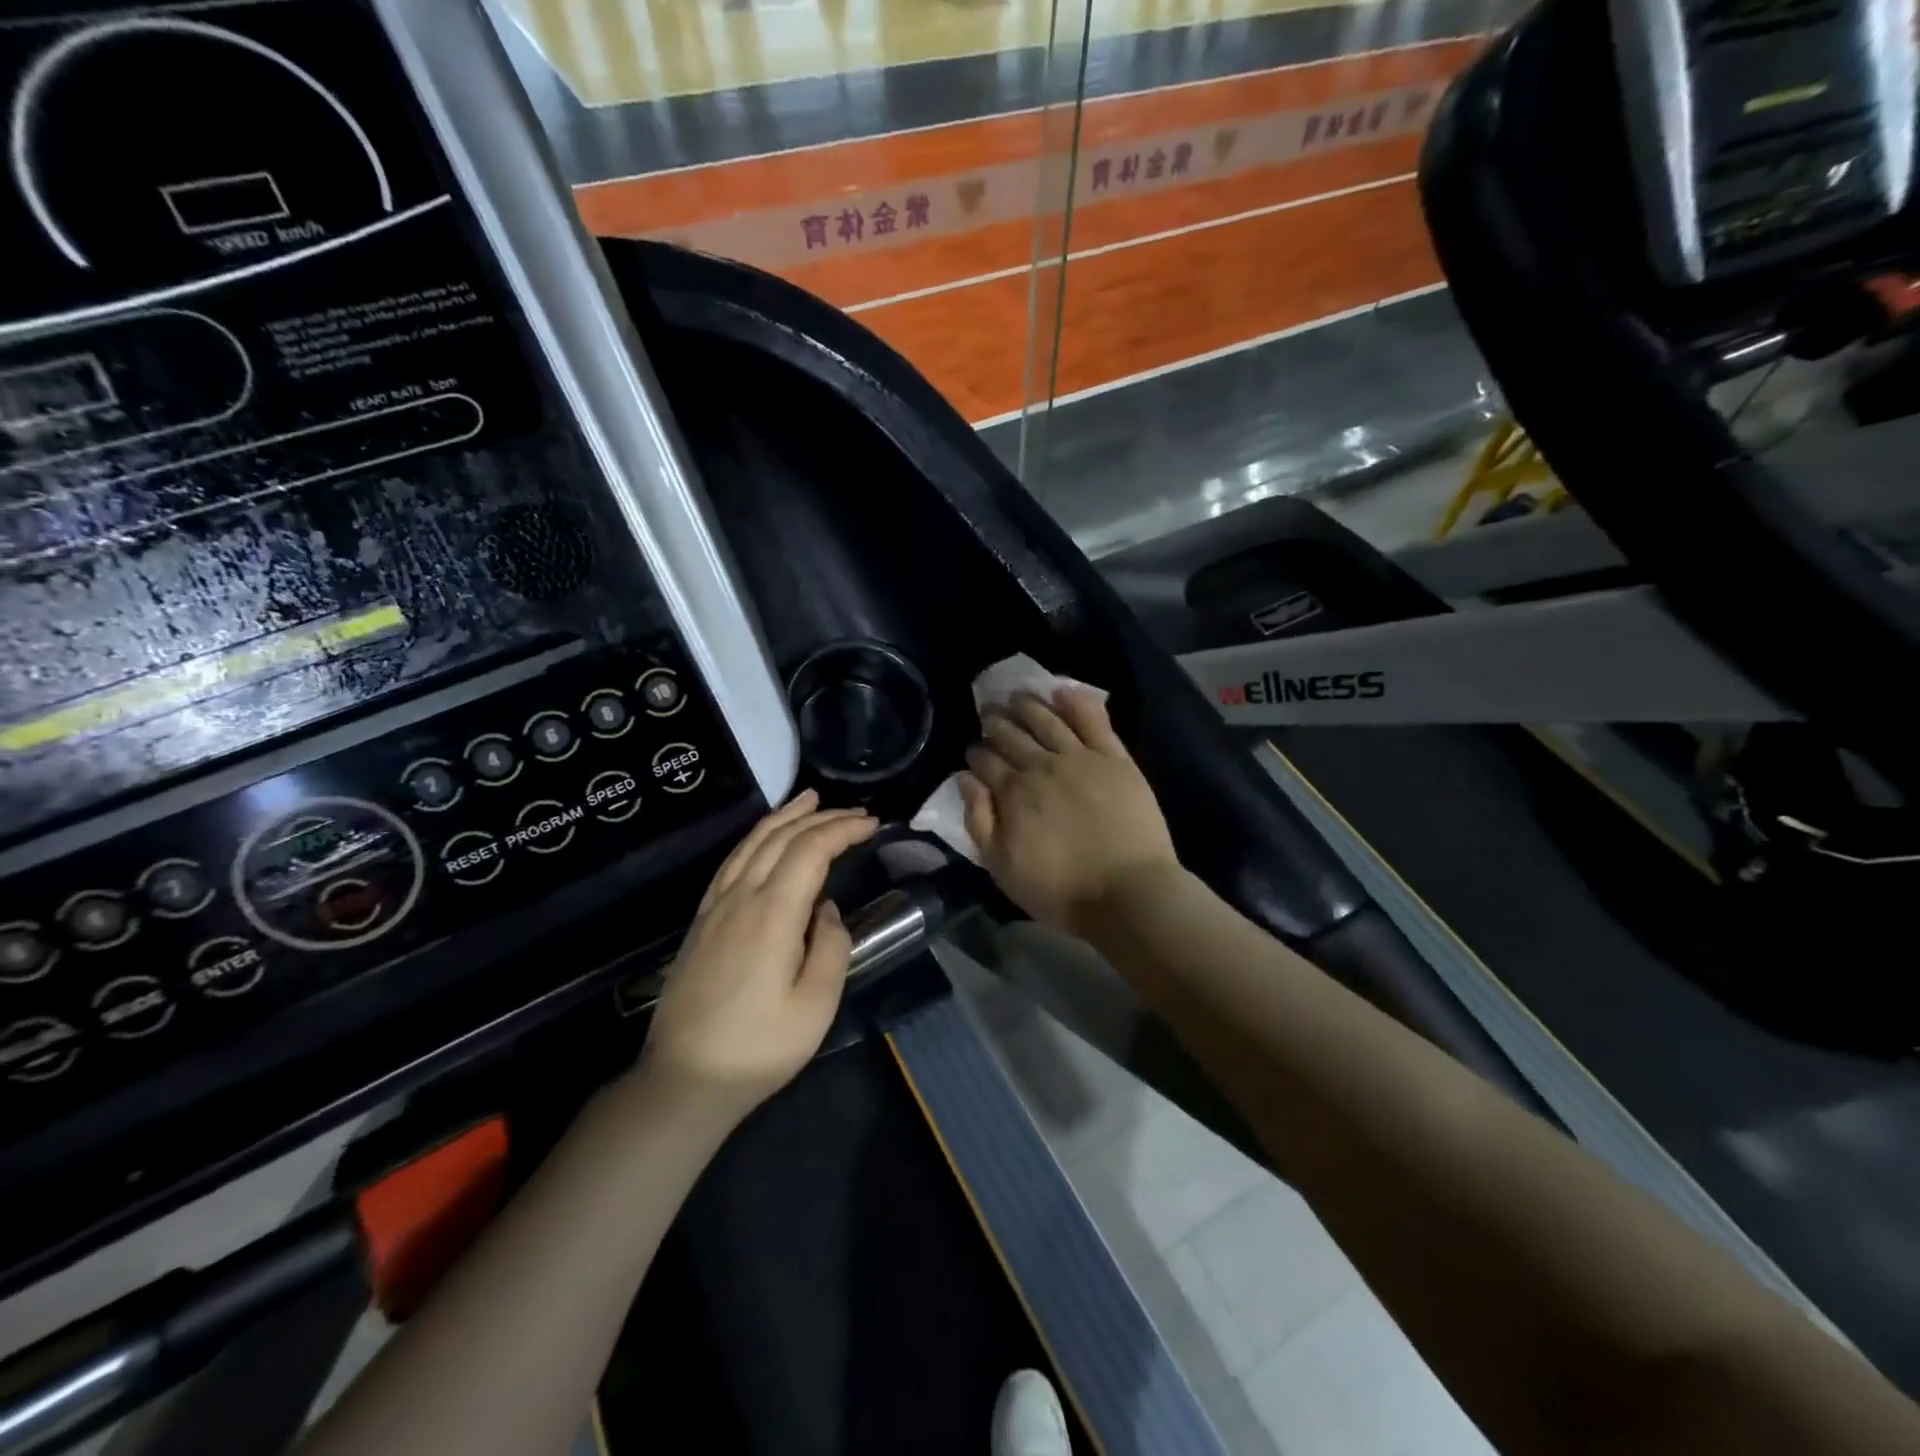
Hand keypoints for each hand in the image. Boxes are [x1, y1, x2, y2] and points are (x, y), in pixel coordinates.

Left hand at [641, 790, 876, 1120]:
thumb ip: (831, 947)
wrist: (684, 1080)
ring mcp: (715, 907)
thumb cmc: (759, 1048)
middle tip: (855, 811)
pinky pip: (732, 862)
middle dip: (821, 817)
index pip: (810, 850)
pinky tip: (765, 838)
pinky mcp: (701, 921)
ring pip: (752, 843)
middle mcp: (741, 897)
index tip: (873, 823)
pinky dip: (755, 837)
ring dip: (785, 817)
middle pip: (781, 838)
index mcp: (772, 914)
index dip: (843, 829)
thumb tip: (827, 910)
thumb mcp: (816, 1006)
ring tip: (810, 799)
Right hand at [959, 688, 1179, 936]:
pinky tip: (1062, 691)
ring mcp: (1080, 757)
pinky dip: (1075, 701)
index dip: (976, 752)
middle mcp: (1042, 766)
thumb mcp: (1002, 867)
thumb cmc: (1060, 890)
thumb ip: (979, 820)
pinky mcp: (1114, 758)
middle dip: (995, 722)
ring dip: (1027, 705)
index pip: (986, 760)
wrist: (1128, 893)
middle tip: (989, 714)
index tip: (973, 750)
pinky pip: (1093, 719)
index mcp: (1013, 792)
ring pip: (1047, 719)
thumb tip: (965, 780)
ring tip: (1017, 697)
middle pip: (1012, 734)